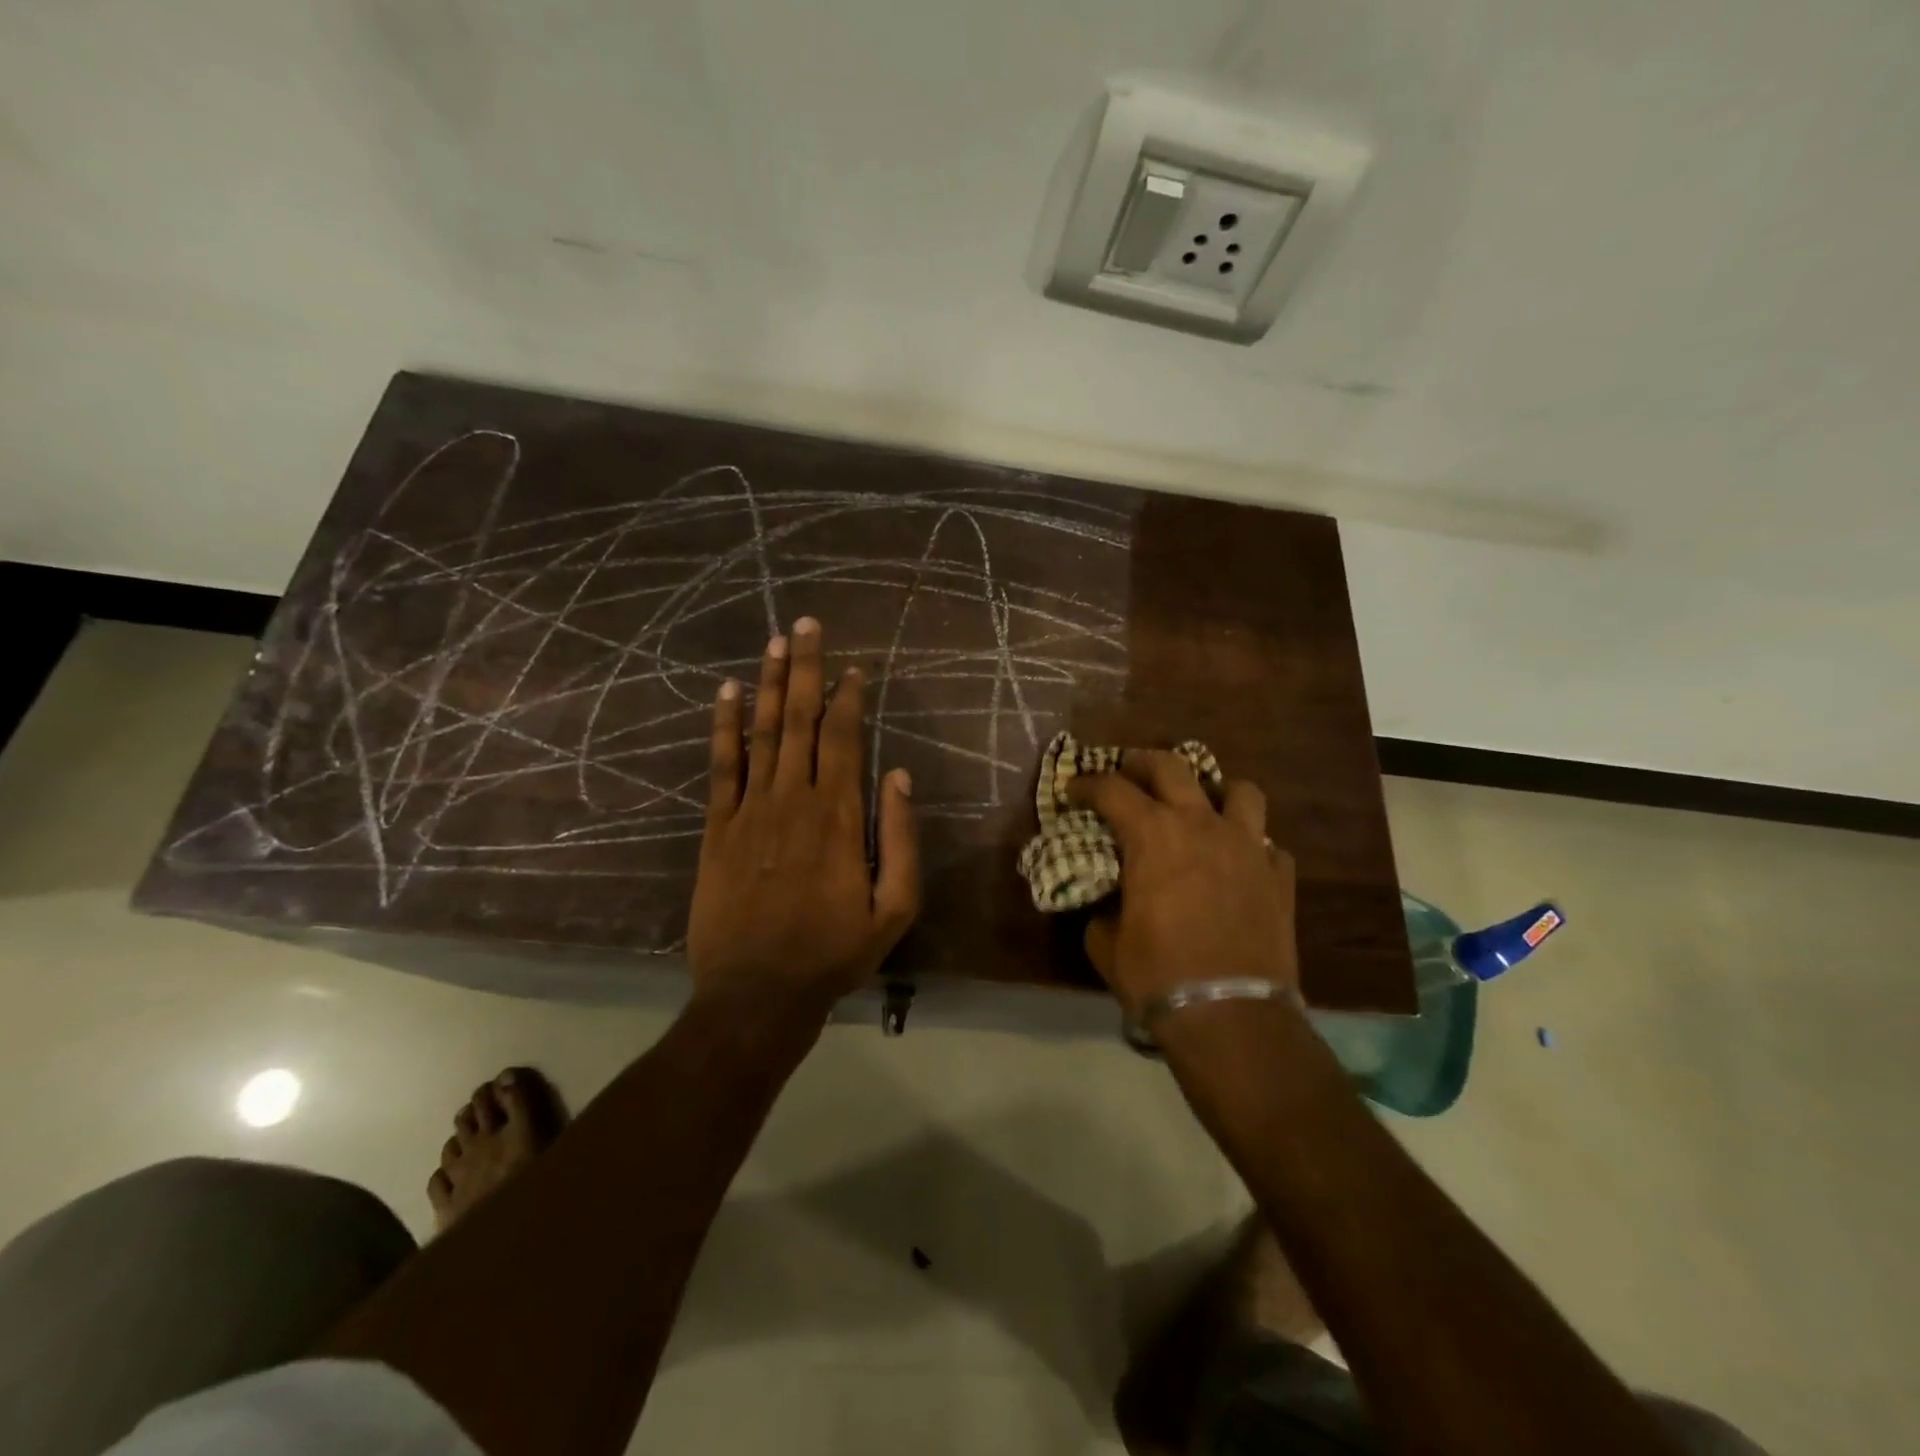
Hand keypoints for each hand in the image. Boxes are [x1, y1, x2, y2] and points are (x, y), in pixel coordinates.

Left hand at [687, 619, 920, 1013]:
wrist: (758, 993)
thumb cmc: (834, 952)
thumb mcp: (895, 908)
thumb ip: (900, 839)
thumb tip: (898, 776)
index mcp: (838, 816)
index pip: (843, 738)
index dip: (848, 698)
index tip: (853, 668)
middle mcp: (793, 799)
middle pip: (799, 720)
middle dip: (804, 669)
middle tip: (806, 625)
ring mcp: (749, 811)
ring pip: (761, 733)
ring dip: (767, 684)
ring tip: (774, 643)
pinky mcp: (716, 829)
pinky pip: (720, 767)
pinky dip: (722, 728)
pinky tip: (724, 694)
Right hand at [1066, 751, 1297, 1012]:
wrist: (1230, 1017)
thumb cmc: (1157, 975)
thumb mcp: (1106, 942)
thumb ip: (1104, 908)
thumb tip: (1109, 902)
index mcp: (1153, 835)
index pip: (1112, 789)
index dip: (1087, 785)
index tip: (1073, 790)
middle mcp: (1202, 825)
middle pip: (1172, 766)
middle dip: (1142, 763)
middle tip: (1127, 772)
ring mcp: (1248, 846)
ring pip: (1240, 791)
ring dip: (1215, 793)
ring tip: (1201, 809)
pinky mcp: (1279, 875)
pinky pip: (1266, 843)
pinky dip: (1248, 846)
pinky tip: (1237, 865)